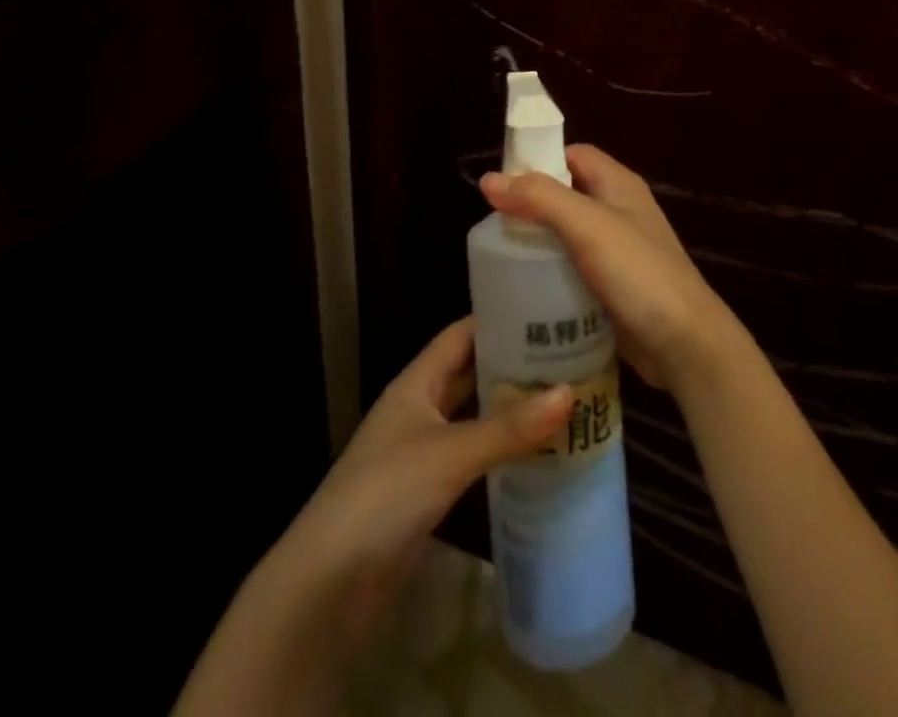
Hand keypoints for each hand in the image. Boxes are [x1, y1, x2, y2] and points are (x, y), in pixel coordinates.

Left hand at [284, 316, 571, 631]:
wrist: (327, 585)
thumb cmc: (384, 495)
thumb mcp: (451, 454)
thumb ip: (509, 428)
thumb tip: (570, 394)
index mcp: (417, 382)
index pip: (462, 334)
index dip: (500, 319)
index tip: (547, 311)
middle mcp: (420, 407)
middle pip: (471, 372)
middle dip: (514, 364)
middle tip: (569, 355)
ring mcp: (422, 450)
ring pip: (474, 414)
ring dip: (511, 407)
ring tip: (564, 395)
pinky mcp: (428, 490)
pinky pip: (473, 454)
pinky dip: (501, 447)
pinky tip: (536, 449)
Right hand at [480, 144, 739, 391]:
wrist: (684, 342)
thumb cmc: (637, 273)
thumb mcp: (587, 226)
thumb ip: (541, 198)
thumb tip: (489, 179)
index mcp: (618, 184)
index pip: (573, 154)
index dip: (539, 160)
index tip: (502, 183)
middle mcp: (619, 210)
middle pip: (568, 194)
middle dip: (533, 206)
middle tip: (496, 227)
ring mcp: (618, 251)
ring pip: (569, 234)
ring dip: (539, 242)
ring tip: (502, 258)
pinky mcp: (613, 286)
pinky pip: (574, 269)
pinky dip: (552, 273)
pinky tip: (527, 289)